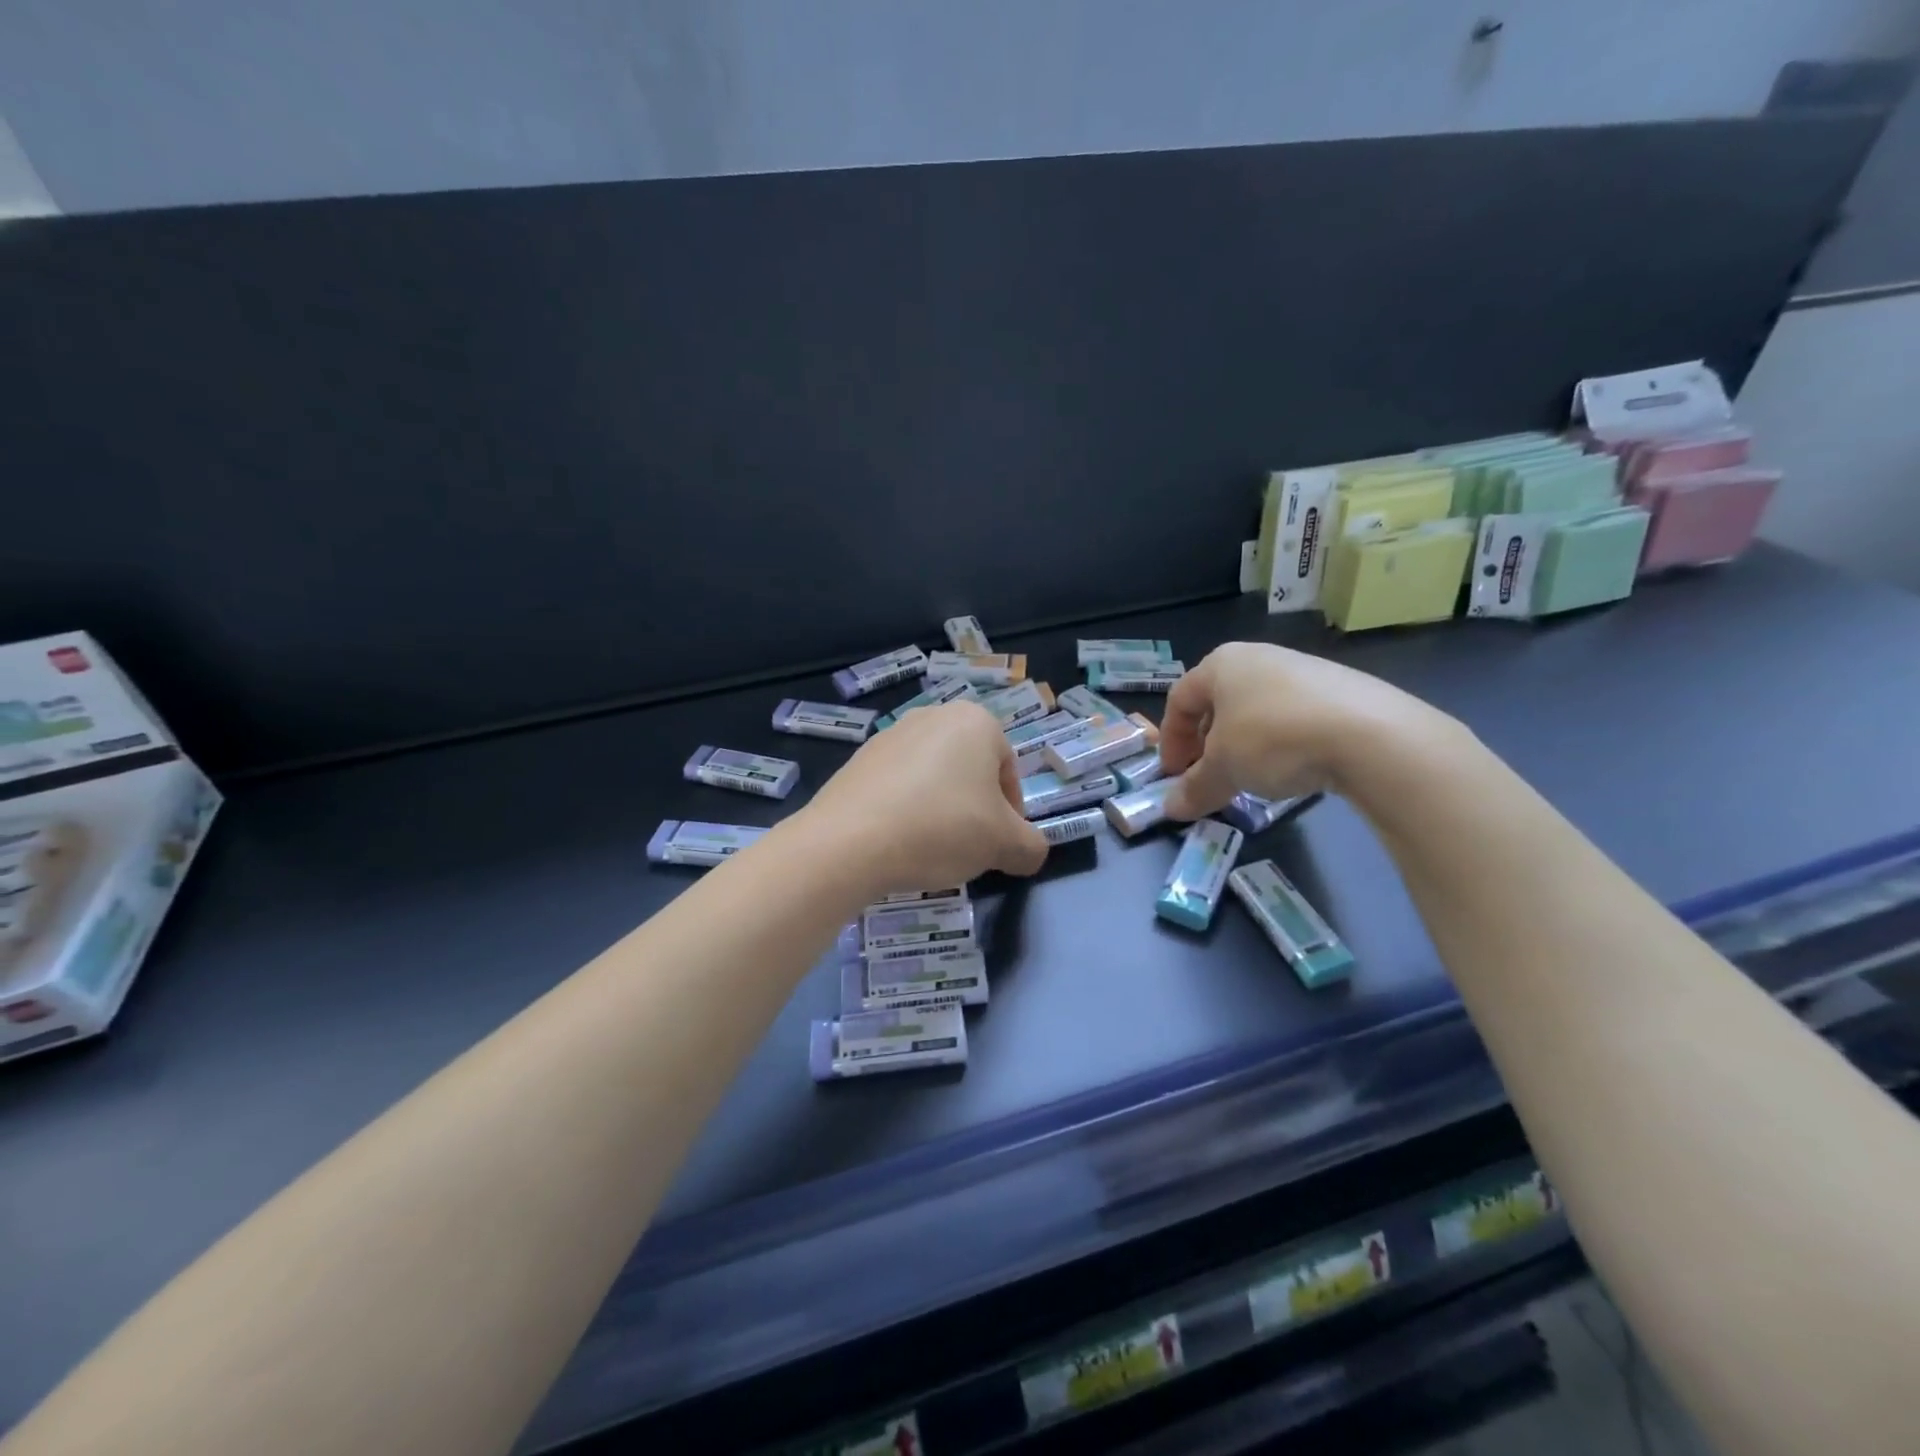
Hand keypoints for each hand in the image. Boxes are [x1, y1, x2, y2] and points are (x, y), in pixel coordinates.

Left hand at [799, 700, 1049, 893]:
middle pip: (970, 772)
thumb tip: (1028, 852)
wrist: (849, 842)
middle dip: (975, 810)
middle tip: (969, 849)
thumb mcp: (1004, 844)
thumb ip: (1030, 846)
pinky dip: (906, 811)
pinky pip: (898, 787)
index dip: (1011, 814)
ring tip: (931, 849)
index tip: (999, 846)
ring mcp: (890, 736)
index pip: (1009, 770)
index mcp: (975, 721)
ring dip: (940, 811)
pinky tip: (898, 842)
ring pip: (933, 779)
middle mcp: (932, 716)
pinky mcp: (857, 761)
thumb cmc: (941, 828)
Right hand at [1159, 642, 1436, 818]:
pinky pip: (1293, 716)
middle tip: (1208, 777)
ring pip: (1256, 710)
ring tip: (1250, 778)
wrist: (1371, 735)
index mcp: (1222, 664)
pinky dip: (1281, 743)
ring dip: (1243, 745)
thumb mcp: (1225, 769)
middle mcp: (1259, 658)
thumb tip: (1171, 810)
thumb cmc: (1273, 738)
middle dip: (1207, 744)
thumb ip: (1195, 788)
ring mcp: (1304, 670)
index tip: (1173, 774)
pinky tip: (1293, 769)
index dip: (1170, 740)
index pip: (1179, 699)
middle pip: (1218, 703)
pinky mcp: (1341, 690)